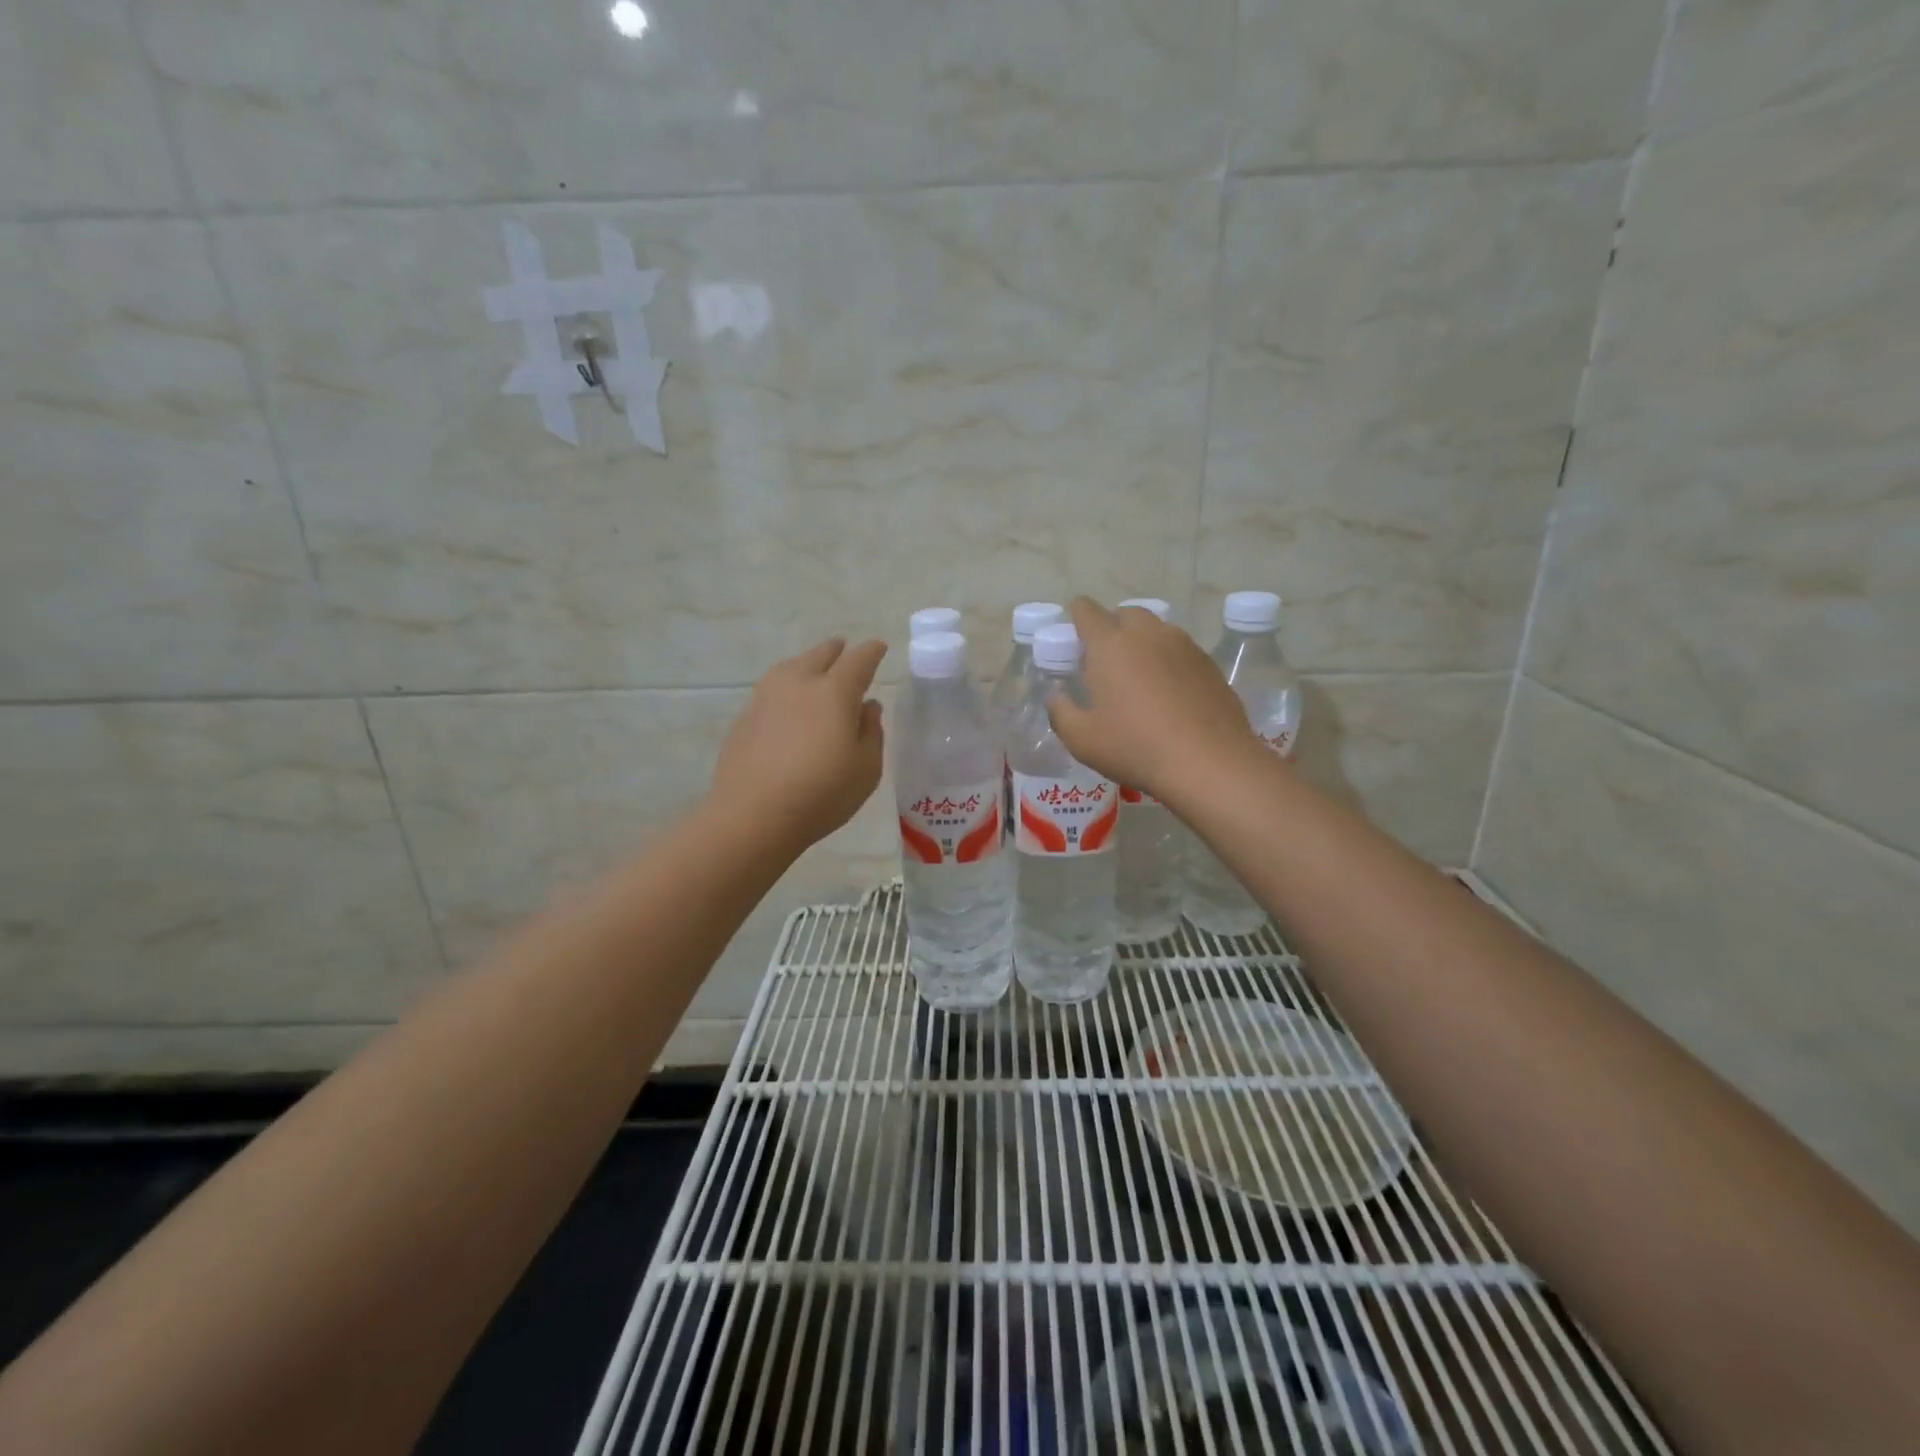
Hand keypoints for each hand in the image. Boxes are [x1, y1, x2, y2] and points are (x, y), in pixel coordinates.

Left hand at [709, 637, 887, 852]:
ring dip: (807, 663)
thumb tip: (867, 707)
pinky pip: (772, 688)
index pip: (858, 660)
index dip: (871, 652)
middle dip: (837, 650)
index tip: (879, 648)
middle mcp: (799, 683)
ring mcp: (766, 697)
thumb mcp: (866, 769)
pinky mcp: (745, 716)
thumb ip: (872, 732)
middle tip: (845, 650)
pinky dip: (786, 686)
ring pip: (791, 666)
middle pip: (820, 655)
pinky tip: (788, 702)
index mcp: (835, 692)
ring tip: (813, 670)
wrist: (753, 815)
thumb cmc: (822, 794)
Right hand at [1046, 598, 1260, 801]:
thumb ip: (1060, 711)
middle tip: (1106, 662)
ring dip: (1142, 642)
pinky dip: (1168, 661)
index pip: (1087, 610)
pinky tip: (1169, 693)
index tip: (1074, 639)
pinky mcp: (1208, 663)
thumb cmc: (1135, 747)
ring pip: (1156, 629)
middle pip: (1125, 613)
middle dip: (1112, 627)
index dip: (1076, 617)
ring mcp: (1183, 645)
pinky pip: (1181, 649)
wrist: (1209, 762)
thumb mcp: (1081, 739)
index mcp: (1110, 644)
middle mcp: (1147, 634)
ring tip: (1139, 677)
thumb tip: (1058, 696)